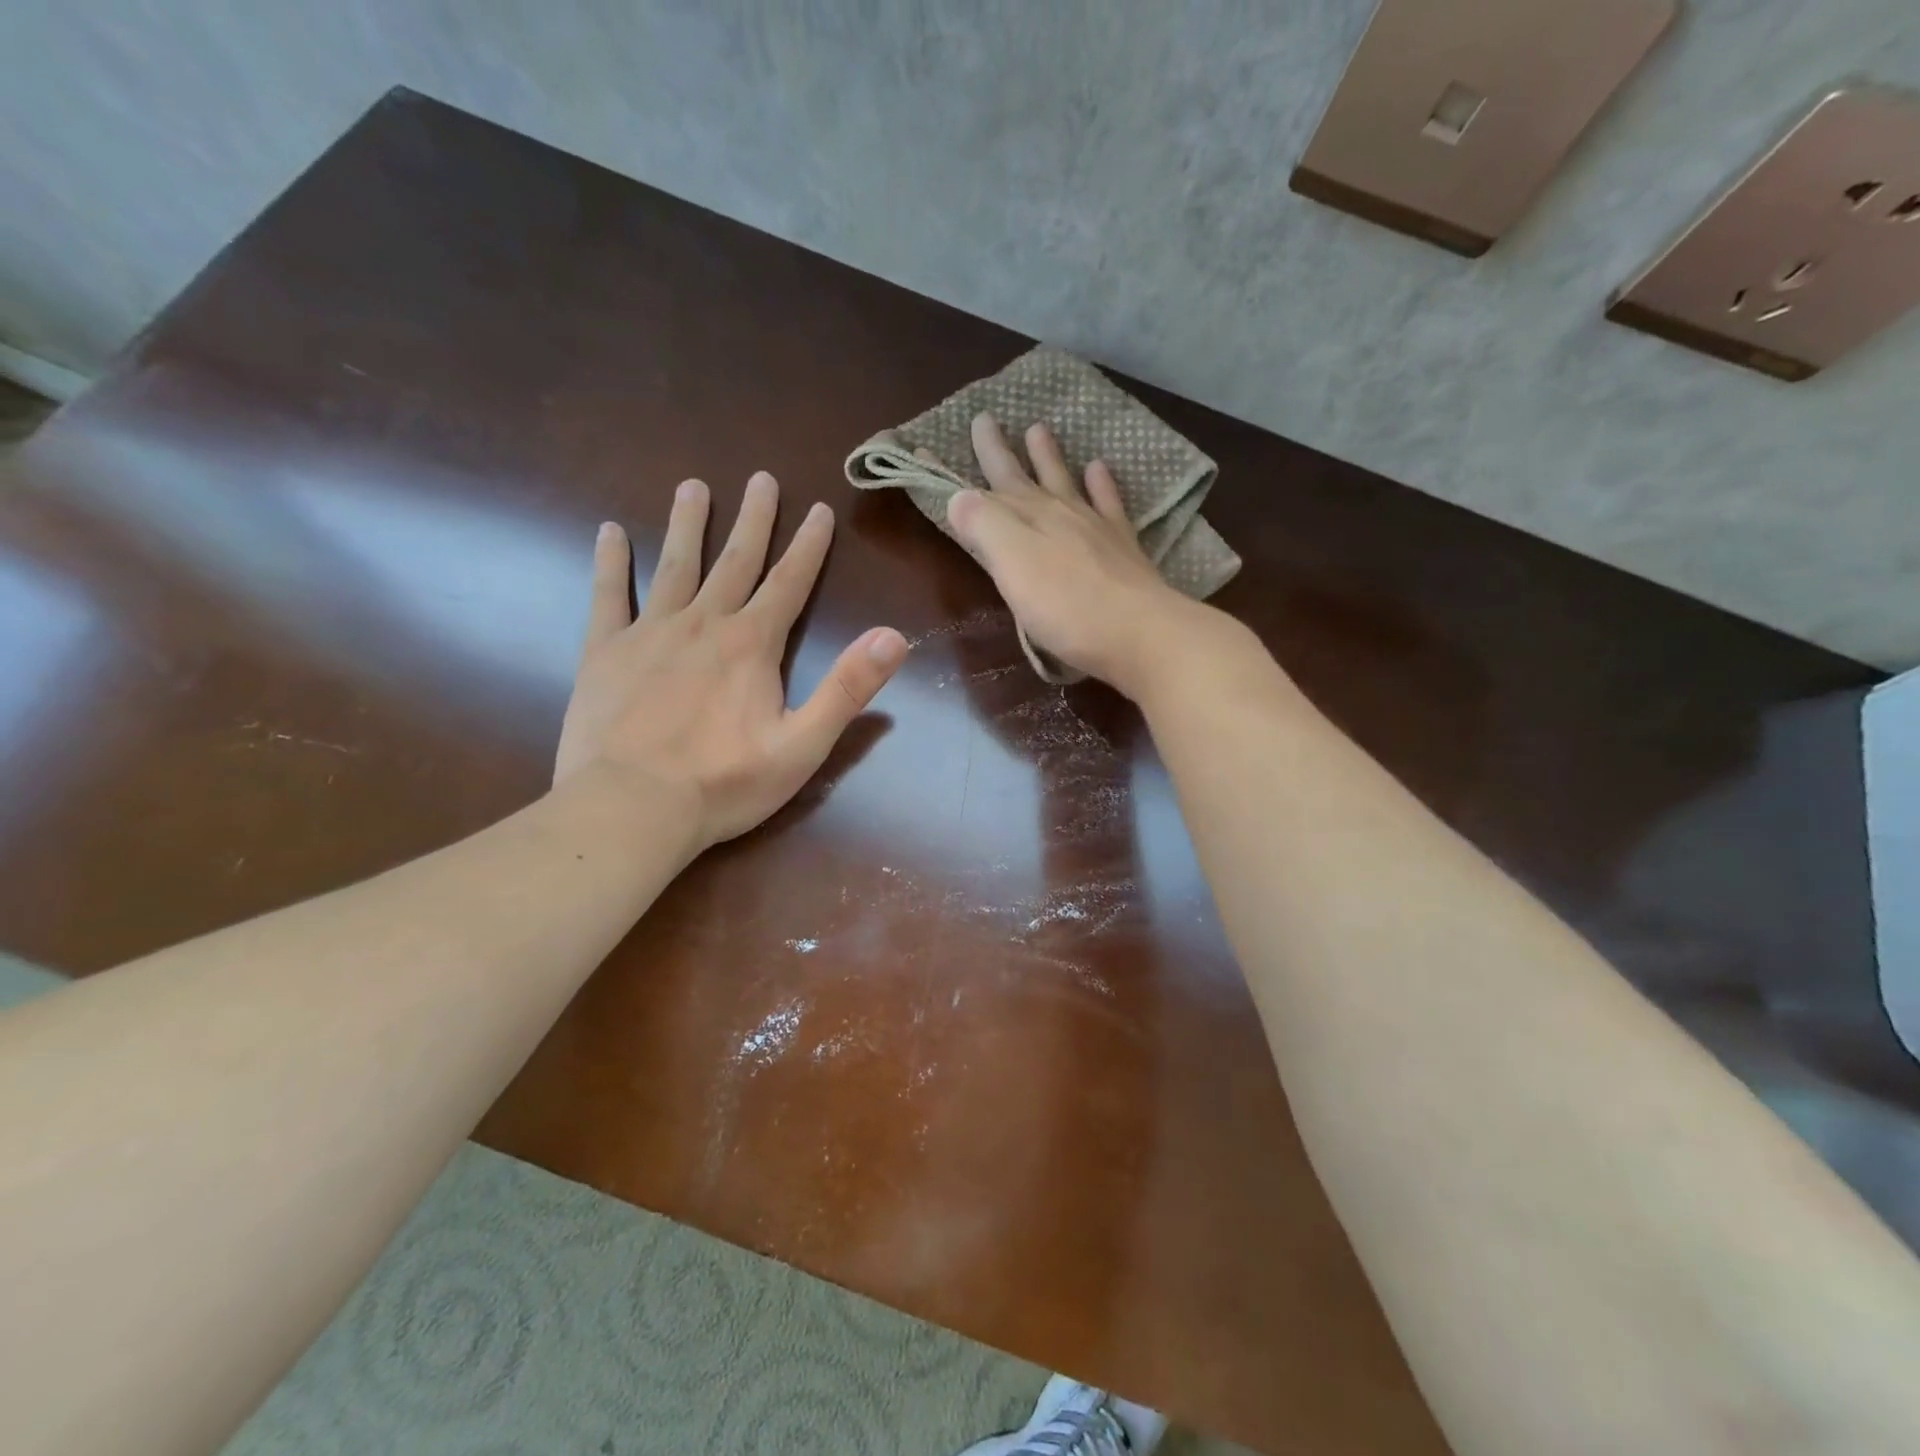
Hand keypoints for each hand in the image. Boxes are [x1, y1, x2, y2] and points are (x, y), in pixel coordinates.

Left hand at [554, 472, 907, 848]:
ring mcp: (649, 632)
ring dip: (687, 524)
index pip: (789, 583)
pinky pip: (608, 595)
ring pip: (674, 565)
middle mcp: (703, 623)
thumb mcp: (803, 745)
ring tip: (693, 486)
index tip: (819, 509)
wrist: (631, 807)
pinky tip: (609, 533)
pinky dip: (610, 562)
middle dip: (753, 519)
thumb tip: (894, 637)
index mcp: (752, 644)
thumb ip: (848, 688)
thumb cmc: (724, 782)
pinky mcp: (604, 651)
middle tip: (761, 478)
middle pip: (734, 561)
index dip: (808, 546)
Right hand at [946, 413, 1207, 697]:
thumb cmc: (1064, 606)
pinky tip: (1099, 468)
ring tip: (1039, 429)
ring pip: (1064, 480)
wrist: (1137, 631)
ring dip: (1048, 456)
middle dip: (997, 451)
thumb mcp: (1011, 566)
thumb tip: (958, 495)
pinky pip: (1108, 502)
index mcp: (1022, 519)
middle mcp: (1056, 513)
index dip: (947, 474)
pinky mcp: (1121, 546)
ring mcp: (1093, 526)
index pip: (976, 491)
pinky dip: (1101, 483)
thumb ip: (983, 526)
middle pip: (1020, 476)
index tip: (923, 450)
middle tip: (985, 418)